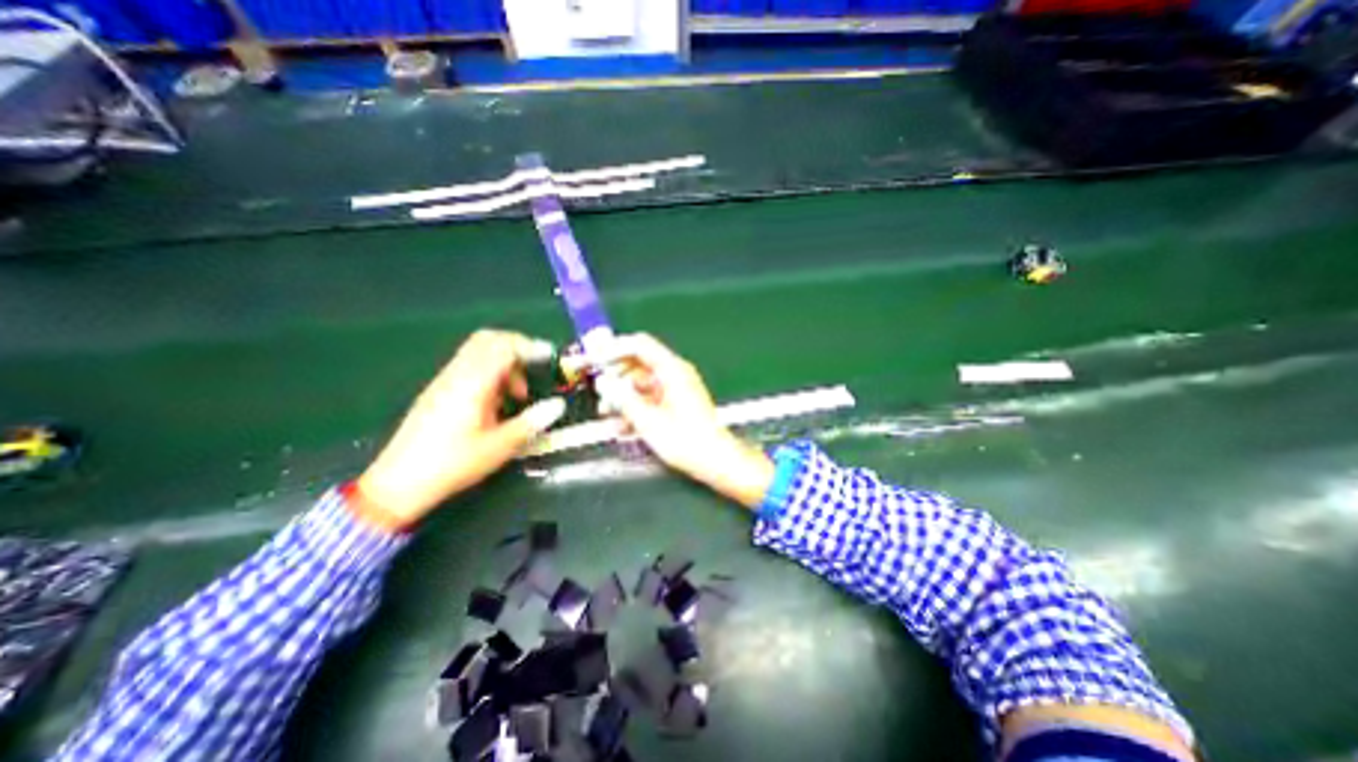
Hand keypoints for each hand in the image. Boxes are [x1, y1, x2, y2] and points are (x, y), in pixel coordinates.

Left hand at [355, 327, 569, 530]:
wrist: (398, 484)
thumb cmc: (453, 464)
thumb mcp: (500, 447)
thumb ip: (531, 422)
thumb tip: (558, 405)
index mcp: (473, 384)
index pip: (503, 347)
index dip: (530, 347)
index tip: (551, 357)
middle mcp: (457, 375)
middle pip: (488, 340)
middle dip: (517, 347)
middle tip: (536, 368)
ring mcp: (444, 381)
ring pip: (478, 353)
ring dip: (504, 363)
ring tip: (518, 395)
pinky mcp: (438, 391)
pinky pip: (469, 367)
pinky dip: (491, 373)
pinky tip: (497, 402)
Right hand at [596, 333, 772, 507]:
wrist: (715, 460)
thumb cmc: (685, 440)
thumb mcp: (648, 420)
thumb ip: (622, 399)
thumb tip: (603, 382)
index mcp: (672, 370)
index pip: (639, 345)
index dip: (614, 349)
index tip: (594, 360)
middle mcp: (675, 374)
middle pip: (638, 364)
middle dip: (616, 377)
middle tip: (599, 392)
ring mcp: (677, 388)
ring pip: (642, 383)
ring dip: (623, 396)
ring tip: (607, 414)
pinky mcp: (677, 403)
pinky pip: (651, 397)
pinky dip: (636, 407)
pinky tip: (623, 426)